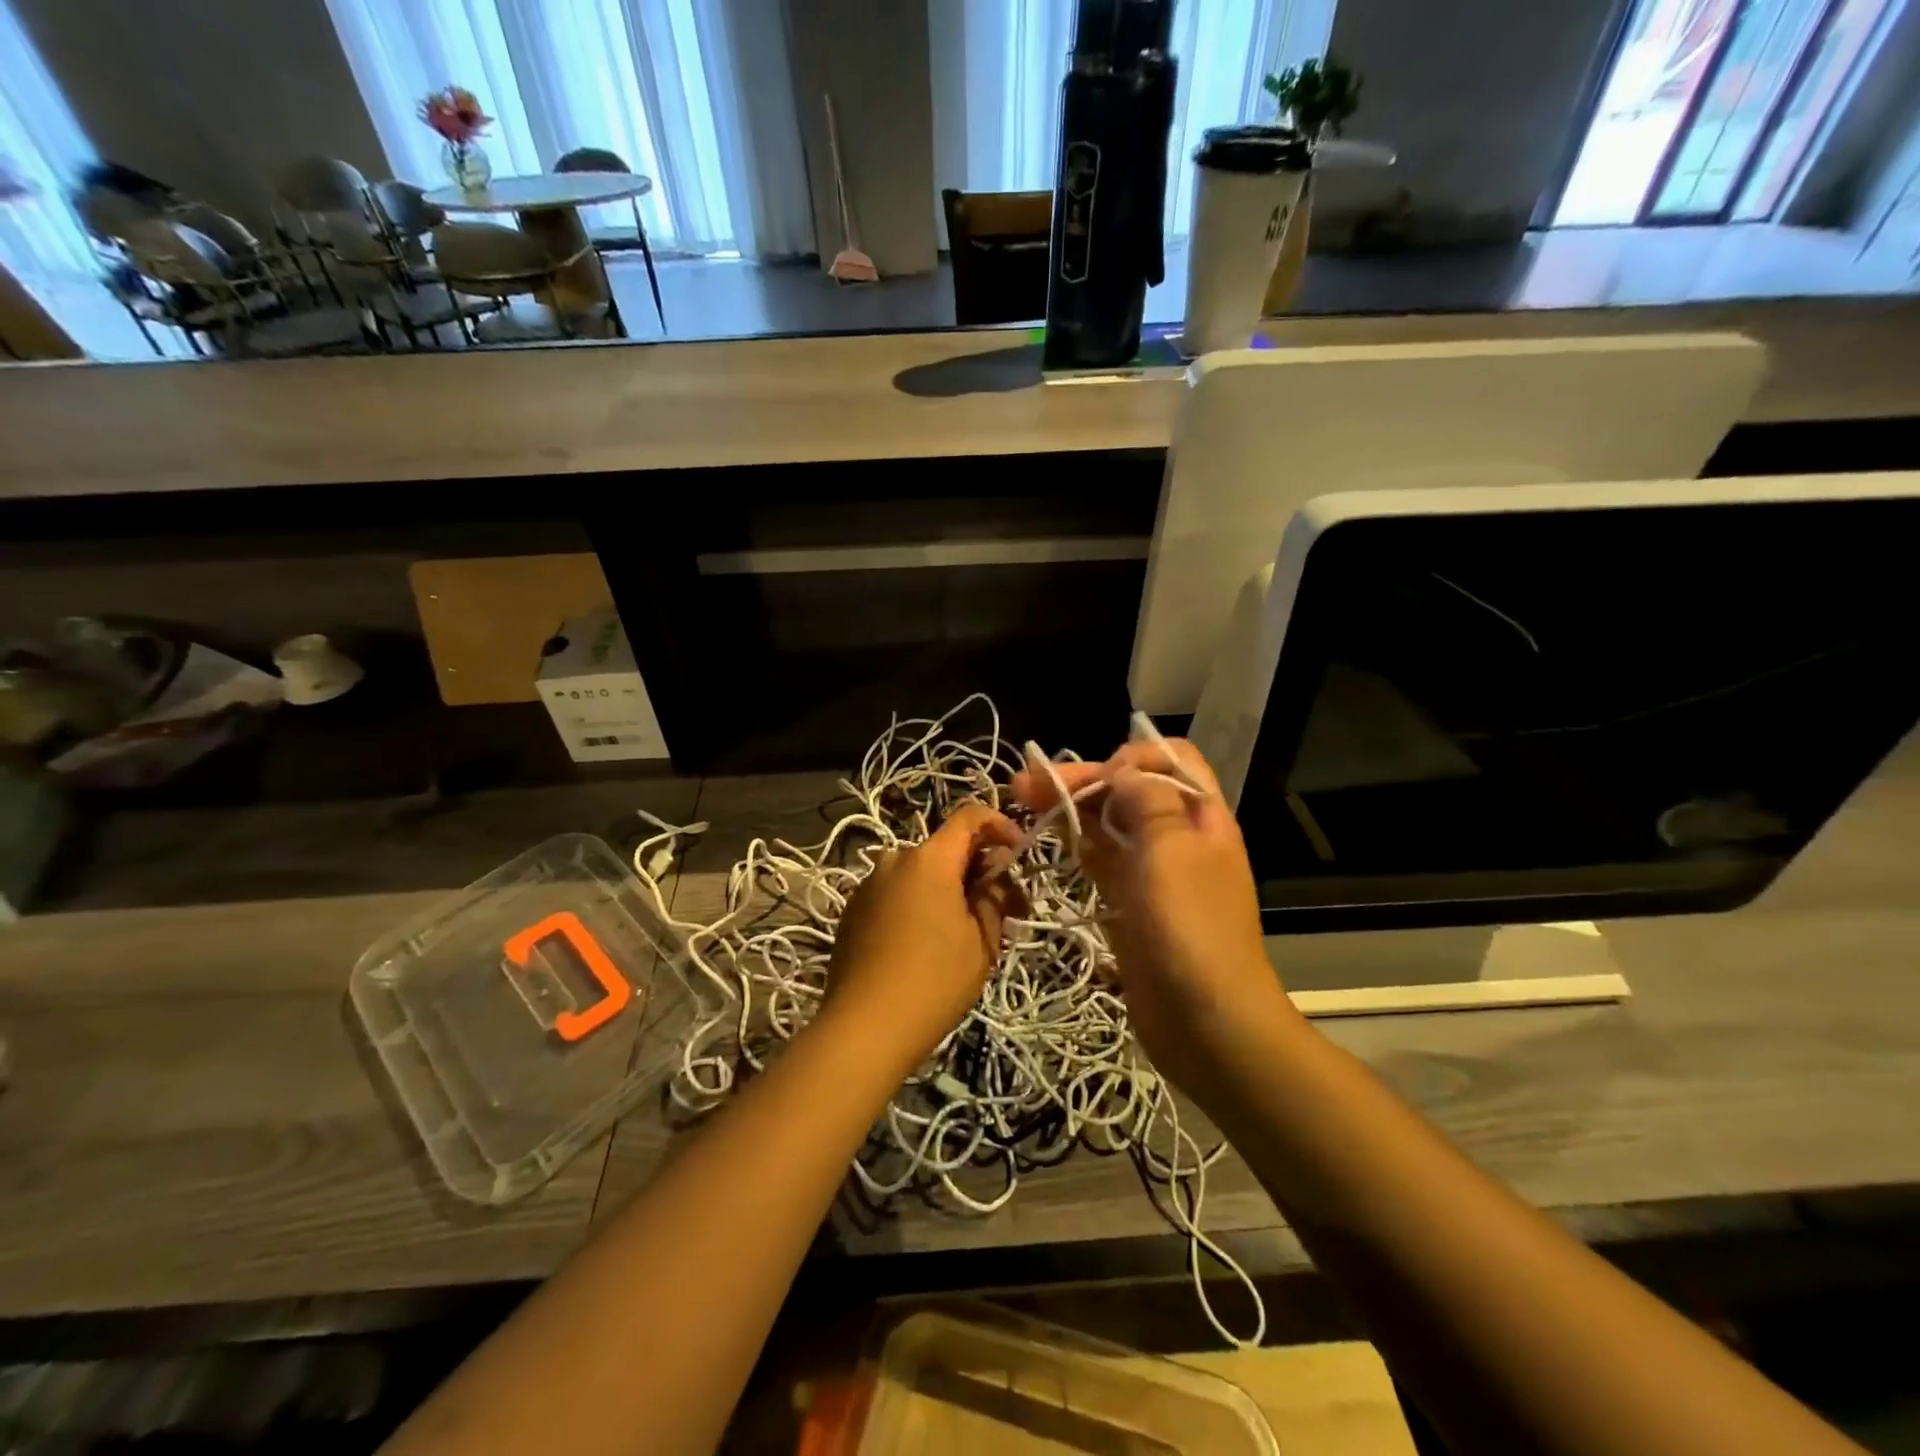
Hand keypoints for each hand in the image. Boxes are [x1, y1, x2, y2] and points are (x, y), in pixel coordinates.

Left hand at [821, 801, 1020, 1074]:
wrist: (863, 1028)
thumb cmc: (934, 981)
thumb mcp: (982, 942)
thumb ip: (994, 897)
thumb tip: (995, 876)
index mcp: (929, 859)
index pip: (970, 816)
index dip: (1001, 826)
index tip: (1018, 854)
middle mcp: (895, 860)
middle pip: (945, 848)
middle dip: (977, 868)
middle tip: (1002, 907)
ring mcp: (869, 884)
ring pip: (920, 873)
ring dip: (947, 889)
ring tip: (965, 931)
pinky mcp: (853, 910)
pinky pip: (897, 893)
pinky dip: (919, 904)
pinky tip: (926, 944)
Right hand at [1010, 737, 1295, 1087]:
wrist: (1207, 1021)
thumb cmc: (1190, 928)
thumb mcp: (1170, 851)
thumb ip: (1146, 801)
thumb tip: (1122, 772)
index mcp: (1201, 816)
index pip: (1171, 760)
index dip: (1132, 757)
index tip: (1097, 776)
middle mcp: (1180, 836)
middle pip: (1130, 790)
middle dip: (1083, 780)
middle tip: (1026, 783)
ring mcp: (1155, 872)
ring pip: (1110, 824)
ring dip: (1071, 808)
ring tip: (1023, 799)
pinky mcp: (1132, 904)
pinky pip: (1102, 862)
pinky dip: (1076, 844)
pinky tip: (1047, 836)